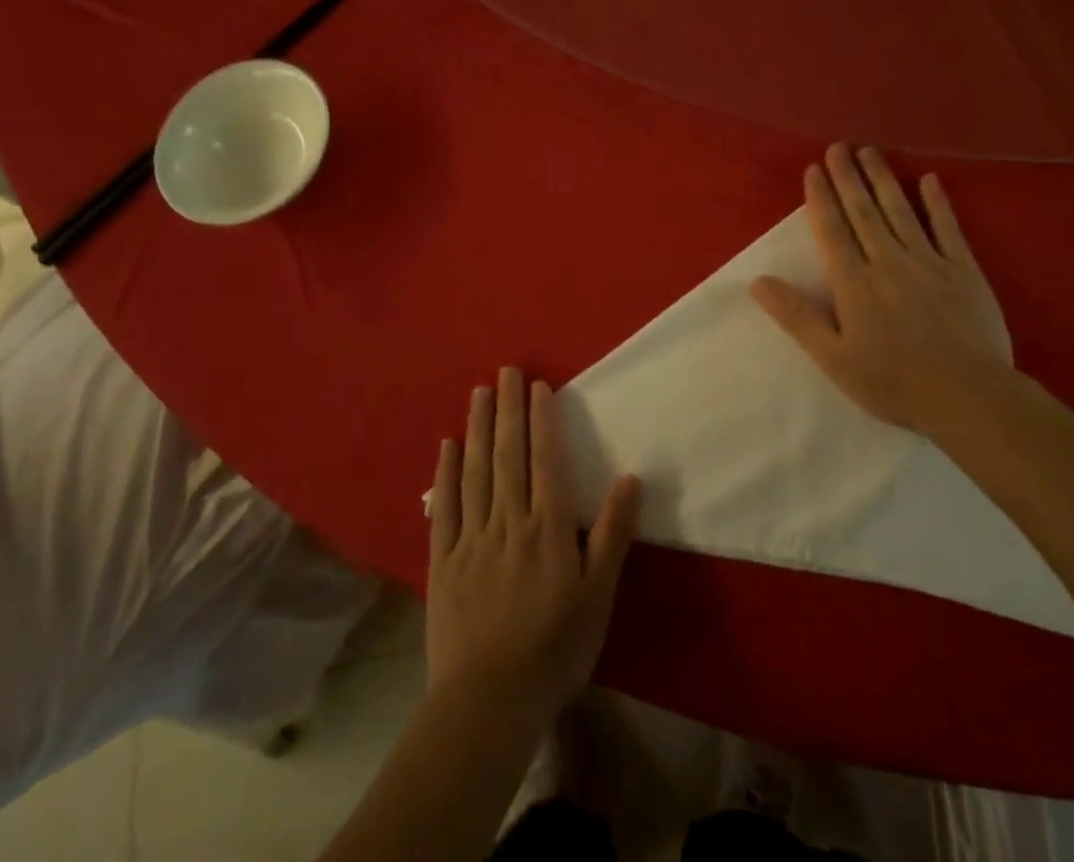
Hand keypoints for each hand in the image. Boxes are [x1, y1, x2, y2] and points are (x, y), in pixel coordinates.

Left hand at [427, 368, 640, 722]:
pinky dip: (446, 474)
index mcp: (548, 527)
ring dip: (477, 428)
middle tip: (505, 371)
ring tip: (478, 392)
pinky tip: (447, 447)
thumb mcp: (598, 595)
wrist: (489, 702)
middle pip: (508, 455)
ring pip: (476, 471)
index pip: (546, 460)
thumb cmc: (555, 649)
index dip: (543, 420)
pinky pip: (444, 508)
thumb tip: (630, 477)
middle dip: (508, 409)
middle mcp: (509, 521)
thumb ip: (612, 533)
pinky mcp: (443, 560)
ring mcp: (472, 538)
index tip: (538, 386)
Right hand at [752, 145, 1018, 440]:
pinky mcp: (964, 270)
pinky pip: (948, 228)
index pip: (832, 230)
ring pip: (900, 211)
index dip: (821, 198)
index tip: (814, 169)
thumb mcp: (834, 359)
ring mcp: (929, 262)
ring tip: (870, 152)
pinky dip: (938, 203)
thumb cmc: (894, 383)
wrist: (969, 397)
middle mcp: (888, 261)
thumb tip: (758, 281)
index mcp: (855, 283)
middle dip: (848, 177)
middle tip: (839, 147)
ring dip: (883, 179)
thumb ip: (797, 316)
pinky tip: (930, 180)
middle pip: (863, 211)